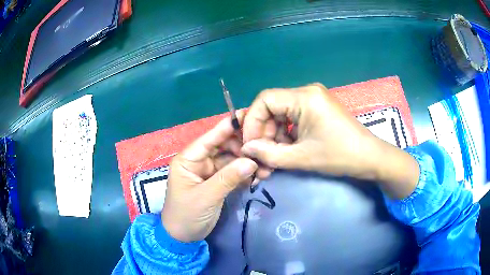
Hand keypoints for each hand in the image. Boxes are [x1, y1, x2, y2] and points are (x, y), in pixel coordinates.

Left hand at [162, 111, 257, 241]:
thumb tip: (252, 161)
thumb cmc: (186, 214)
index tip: (248, 117)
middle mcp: (199, 162)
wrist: (182, 237)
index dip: (227, 127)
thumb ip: (228, 178)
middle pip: (223, 147)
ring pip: (230, 160)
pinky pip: (233, 173)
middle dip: (242, 147)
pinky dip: (245, 174)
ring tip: (266, 164)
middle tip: (263, 147)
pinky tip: (259, 174)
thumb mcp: (206, 197)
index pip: (209, 138)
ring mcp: (209, 172)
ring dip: (247, 162)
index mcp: (189, 159)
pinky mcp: (217, 183)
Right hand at [241, 83, 379, 178]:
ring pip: (281, 114)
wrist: (369, 158)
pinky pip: (293, 117)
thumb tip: (246, 149)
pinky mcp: (317, 108)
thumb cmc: (339, 156)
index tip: (250, 145)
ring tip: (274, 158)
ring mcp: (313, 99)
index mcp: (304, 97)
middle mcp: (307, 91)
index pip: (265, 100)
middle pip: (272, 107)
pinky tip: (288, 150)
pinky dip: (286, 134)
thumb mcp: (302, 158)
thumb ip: (269, 154)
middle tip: (261, 156)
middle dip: (264, 133)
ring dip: (274, 136)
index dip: (252, 122)